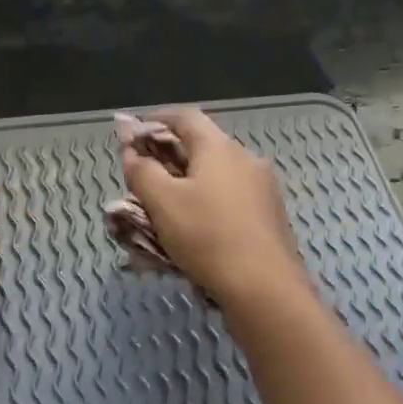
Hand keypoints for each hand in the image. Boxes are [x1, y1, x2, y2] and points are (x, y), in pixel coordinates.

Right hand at [121, 108, 307, 308]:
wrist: (264, 286)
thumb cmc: (207, 236)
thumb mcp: (162, 203)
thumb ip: (142, 171)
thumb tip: (132, 151)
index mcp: (219, 147)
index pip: (185, 117)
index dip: (156, 120)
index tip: (134, 133)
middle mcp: (246, 159)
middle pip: (203, 147)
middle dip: (170, 158)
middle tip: (144, 176)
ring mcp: (263, 188)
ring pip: (217, 176)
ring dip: (190, 184)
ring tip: (166, 208)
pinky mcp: (270, 216)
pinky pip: (231, 200)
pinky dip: (209, 205)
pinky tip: (196, 229)